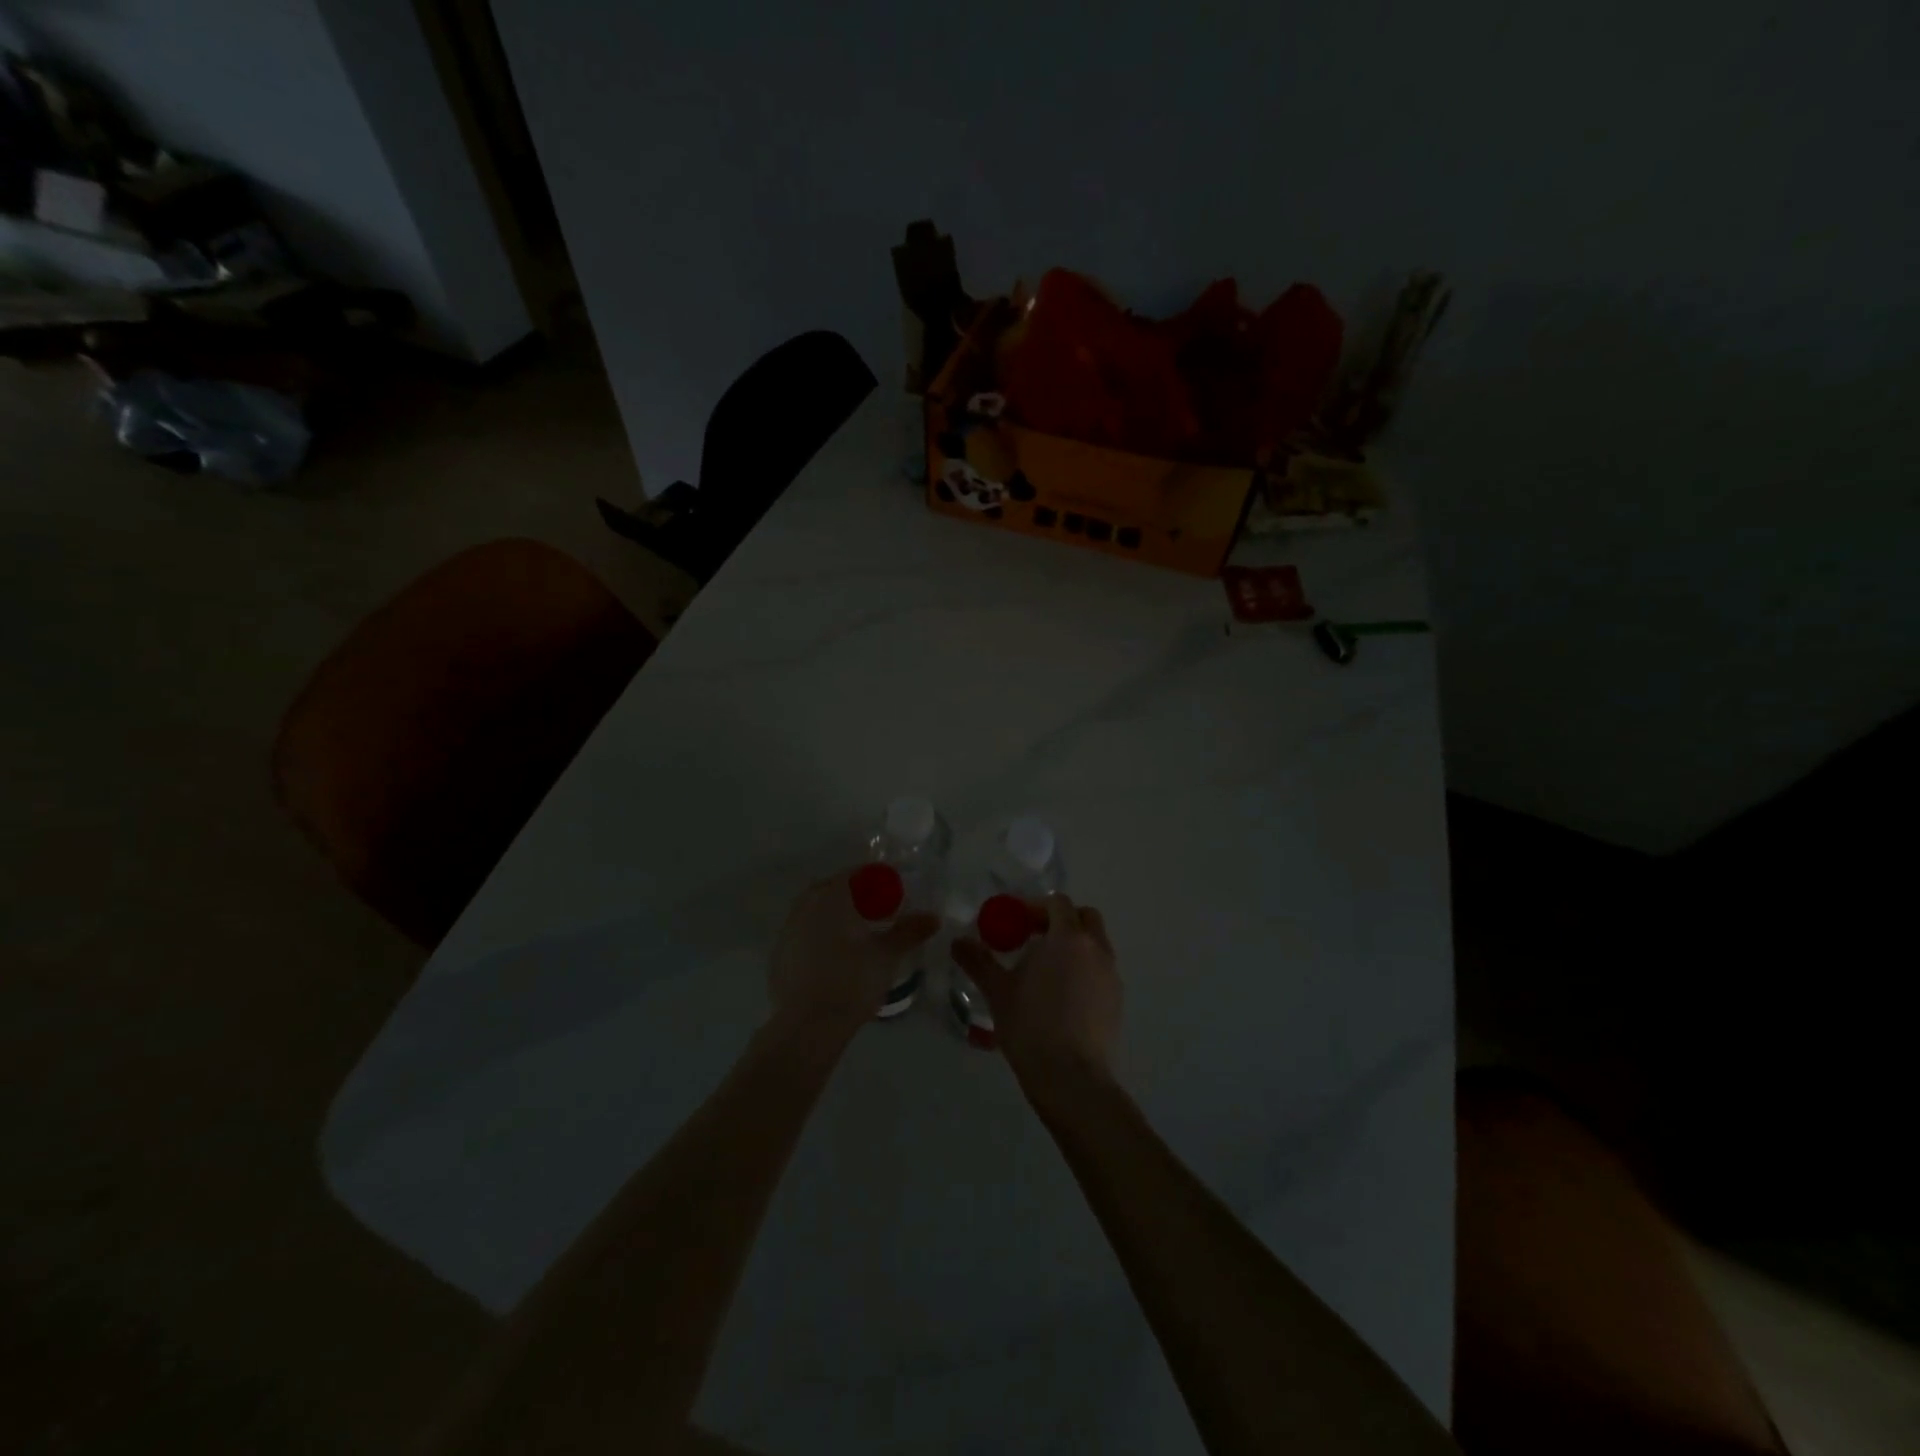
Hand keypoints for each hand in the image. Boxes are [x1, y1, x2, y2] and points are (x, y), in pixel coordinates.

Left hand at [768, 872, 938, 1036]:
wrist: (808, 1026)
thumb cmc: (852, 982)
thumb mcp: (887, 955)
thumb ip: (909, 932)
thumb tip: (933, 917)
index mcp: (831, 898)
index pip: (853, 875)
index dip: (874, 880)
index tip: (891, 894)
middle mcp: (804, 907)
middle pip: (830, 889)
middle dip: (852, 895)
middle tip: (874, 912)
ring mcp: (787, 932)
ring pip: (813, 911)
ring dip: (833, 915)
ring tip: (855, 934)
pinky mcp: (779, 956)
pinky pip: (802, 934)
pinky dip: (818, 936)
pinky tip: (832, 957)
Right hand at [953, 893, 1121, 1095]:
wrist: (1071, 1078)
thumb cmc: (1031, 1026)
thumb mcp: (997, 991)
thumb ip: (978, 961)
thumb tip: (958, 941)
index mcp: (1068, 938)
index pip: (1058, 903)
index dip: (1035, 907)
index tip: (1014, 922)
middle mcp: (1095, 949)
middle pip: (1084, 917)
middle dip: (1060, 920)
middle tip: (1033, 938)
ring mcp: (1111, 975)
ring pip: (1095, 944)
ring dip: (1073, 945)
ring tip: (1045, 969)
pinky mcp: (1117, 1000)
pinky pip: (1100, 970)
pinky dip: (1084, 969)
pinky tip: (1061, 995)